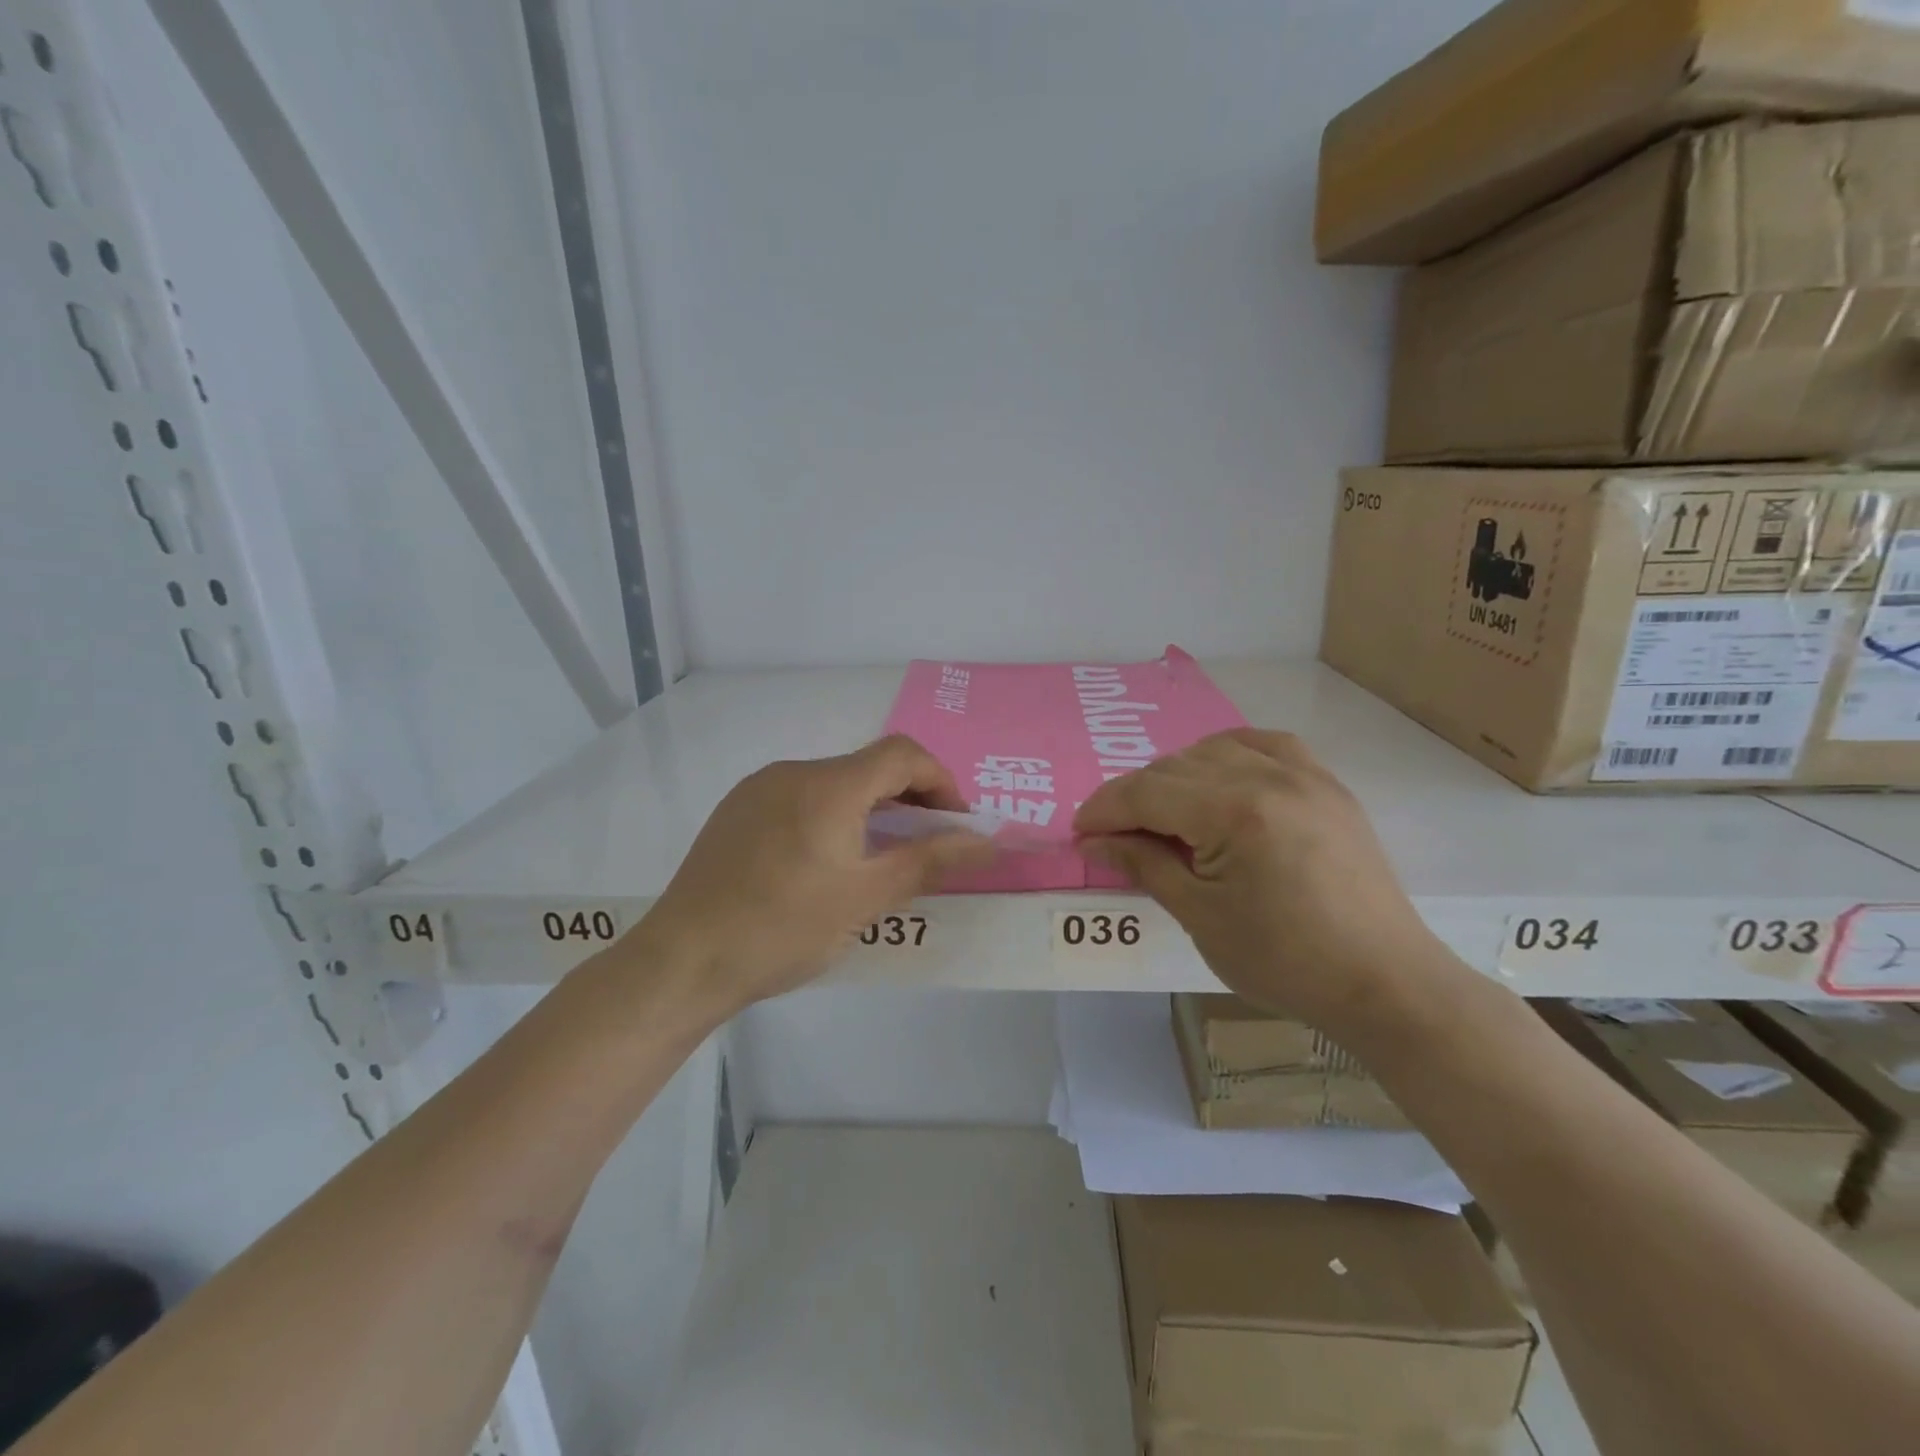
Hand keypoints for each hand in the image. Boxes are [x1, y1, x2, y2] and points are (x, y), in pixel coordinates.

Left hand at [633, 735, 993, 1015]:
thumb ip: (929, 860)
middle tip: (925, 846)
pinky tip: (823, 863)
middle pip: (868, 767)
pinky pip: (800, 797)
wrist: (682, 960)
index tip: (955, 823)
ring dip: (869, 809)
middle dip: (908, 798)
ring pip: (833, 783)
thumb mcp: (866, 898)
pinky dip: (831, 816)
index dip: (940, 780)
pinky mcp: (736, 811)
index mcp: (828, 786)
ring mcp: (758, 789)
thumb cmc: (783, 929)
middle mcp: (793, 772)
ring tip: (877, 859)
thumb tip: (986, 841)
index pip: (902, 754)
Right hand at [1074, 730, 1440, 1034]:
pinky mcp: (1326, 783)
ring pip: (1213, 750)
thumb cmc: (1284, 960)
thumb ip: (1144, 864)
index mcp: (1234, 812)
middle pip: (1174, 767)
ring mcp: (1303, 773)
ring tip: (1162, 814)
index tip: (1079, 832)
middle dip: (1133, 797)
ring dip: (1175, 775)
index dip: (1104, 809)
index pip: (1146, 793)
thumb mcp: (1200, 916)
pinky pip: (1264, 744)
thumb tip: (1094, 841)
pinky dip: (1227, 754)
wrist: (1383, 981)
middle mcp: (1268, 775)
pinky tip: (1217, 777)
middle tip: (1114, 835)